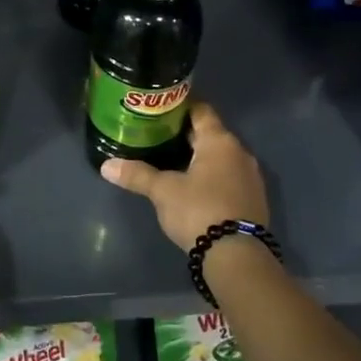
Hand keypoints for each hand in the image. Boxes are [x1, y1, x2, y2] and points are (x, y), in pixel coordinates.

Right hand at [99, 103, 267, 251]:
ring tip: (173, 161)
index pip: (201, 110)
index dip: (181, 106)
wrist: (237, 255)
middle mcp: (240, 152)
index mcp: (219, 141)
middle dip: (187, 134)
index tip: (161, 108)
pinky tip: (195, 187)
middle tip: (159, 135)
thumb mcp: (163, 192)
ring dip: (201, 157)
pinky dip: (212, 176)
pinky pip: (230, 177)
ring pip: (221, 157)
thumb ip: (137, 175)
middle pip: (211, 134)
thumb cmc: (199, 210)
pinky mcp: (254, 199)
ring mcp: (251, 177)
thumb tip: (106, 166)